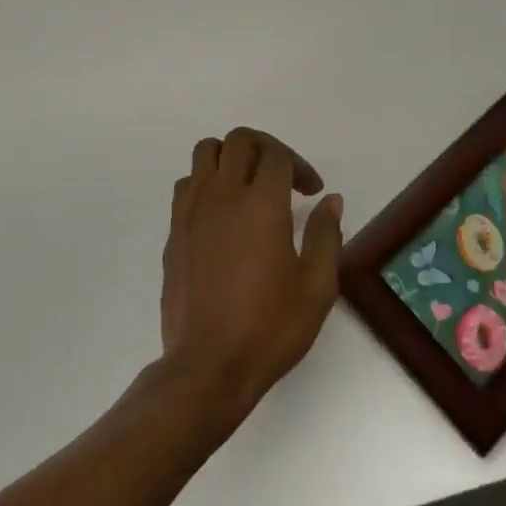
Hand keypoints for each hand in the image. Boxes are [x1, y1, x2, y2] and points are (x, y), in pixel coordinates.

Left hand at [159, 128, 343, 423]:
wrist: (208, 365)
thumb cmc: (269, 328)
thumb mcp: (316, 288)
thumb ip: (326, 236)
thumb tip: (330, 201)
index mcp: (261, 205)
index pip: (277, 155)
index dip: (300, 166)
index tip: (312, 191)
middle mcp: (223, 195)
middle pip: (239, 140)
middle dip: (266, 149)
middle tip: (284, 178)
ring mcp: (192, 210)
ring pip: (206, 152)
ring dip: (231, 157)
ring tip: (249, 186)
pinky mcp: (174, 230)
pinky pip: (187, 184)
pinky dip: (207, 182)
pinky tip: (222, 213)